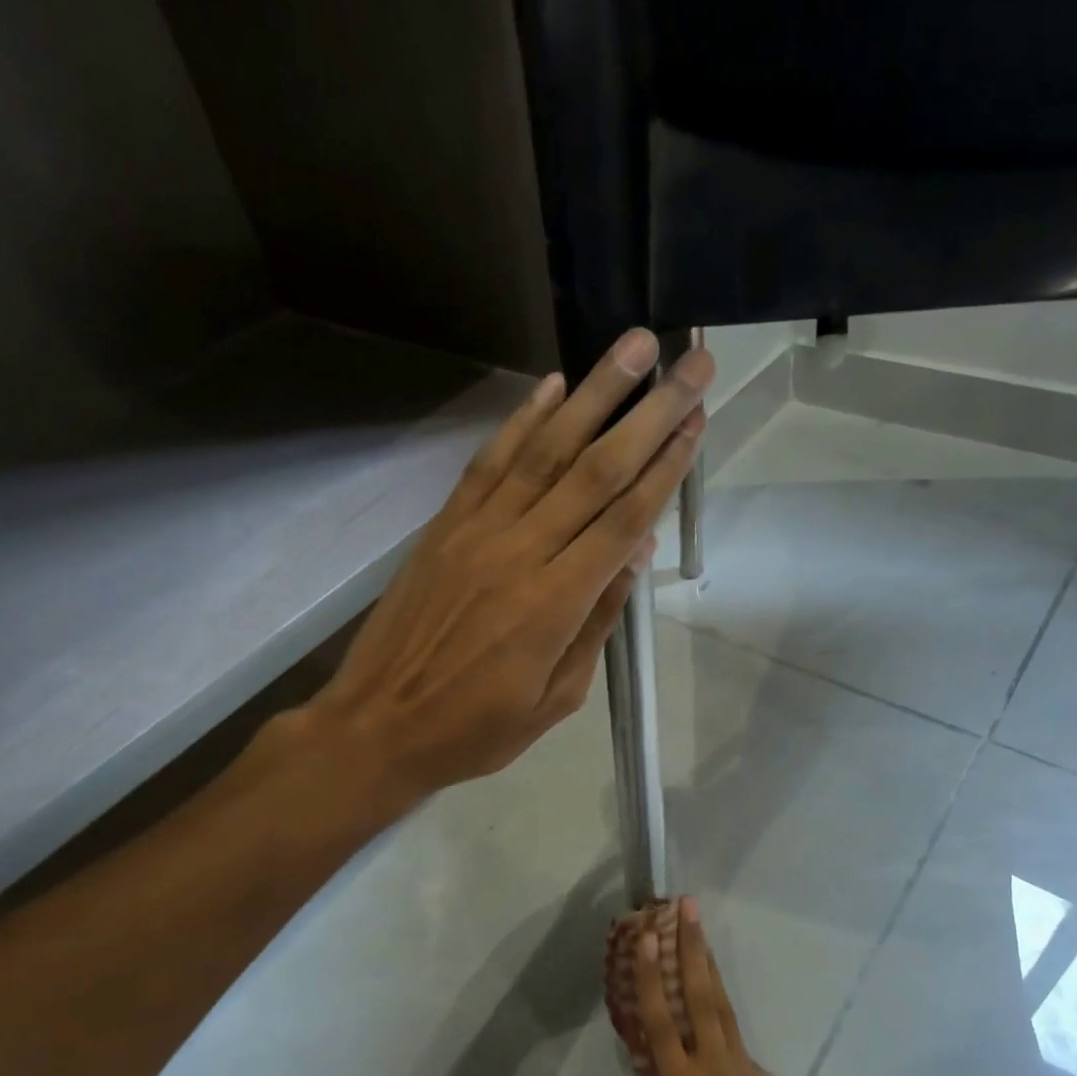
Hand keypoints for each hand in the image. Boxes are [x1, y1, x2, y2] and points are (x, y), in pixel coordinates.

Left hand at [310, 329, 712, 800]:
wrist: (379, 725)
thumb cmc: (477, 729)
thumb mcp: (556, 698)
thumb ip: (596, 621)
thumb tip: (634, 553)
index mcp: (555, 604)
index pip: (624, 519)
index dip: (666, 466)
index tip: (697, 419)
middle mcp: (520, 552)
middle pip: (596, 471)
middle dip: (649, 413)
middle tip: (690, 362)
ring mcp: (477, 531)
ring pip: (545, 451)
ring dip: (594, 394)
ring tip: (633, 346)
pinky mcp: (444, 526)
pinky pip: (489, 463)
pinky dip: (522, 421)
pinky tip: (553, 386)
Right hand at [637, 897, 821, 1075]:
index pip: (659, 1019)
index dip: (650, 975)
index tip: (645, 935)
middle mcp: (714, 1067)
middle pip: (700, 995)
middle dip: (691, 948)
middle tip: (687, 907)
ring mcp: (744, 1073)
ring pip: (723, 1009)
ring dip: (710, 969)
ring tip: (701, 937)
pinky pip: (737, 1040)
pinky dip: (723, 1016)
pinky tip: (717, 1012)